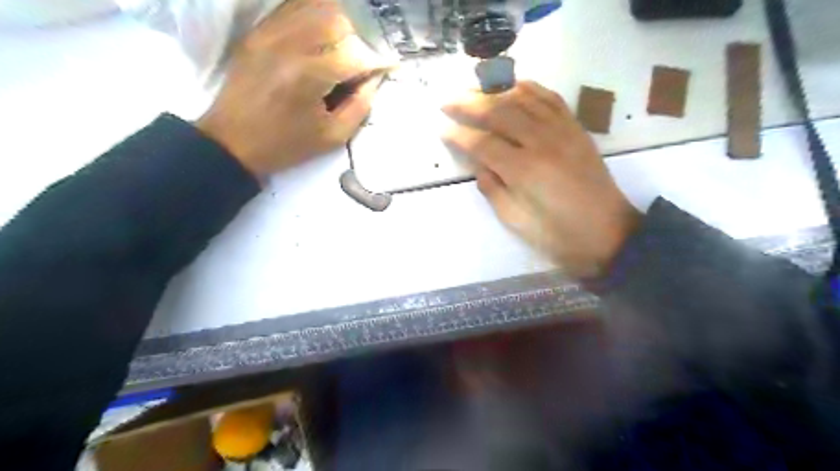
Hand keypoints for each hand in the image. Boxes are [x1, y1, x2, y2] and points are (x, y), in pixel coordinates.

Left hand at [199, 0, 392, 178]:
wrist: (232, 142)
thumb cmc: (287, 145)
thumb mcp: (333, 137)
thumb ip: (360, 106)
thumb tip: (374, 79)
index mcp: (311, 76)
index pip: (355, 54)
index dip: (377, 60)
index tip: (388, 67)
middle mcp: (290, 45)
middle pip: (336, 19)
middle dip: (357, 39)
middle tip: (360, 61)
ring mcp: (270, 33)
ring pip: (313, 6)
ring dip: (336, 23)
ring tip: (342, 46)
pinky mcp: (257, 32)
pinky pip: (290, 8)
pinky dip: (312, 15)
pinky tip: (319, 36)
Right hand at [443, 82, 640, 278]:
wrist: (607, 234)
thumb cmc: (557, 234)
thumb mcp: (516, 220)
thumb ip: (492, 188)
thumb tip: (478, 164)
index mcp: (523, 170)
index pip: (482, 143)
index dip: (458, 135)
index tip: (441, 129)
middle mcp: (541, 141)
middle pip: (499, 112)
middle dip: (468, 104)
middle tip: (447, 101)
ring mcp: (562, 130)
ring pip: (523, 98)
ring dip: (495, 90)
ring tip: (474, 90)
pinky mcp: (576, 128)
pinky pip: (551, 98)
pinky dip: (530, 88)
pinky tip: (514, 86)